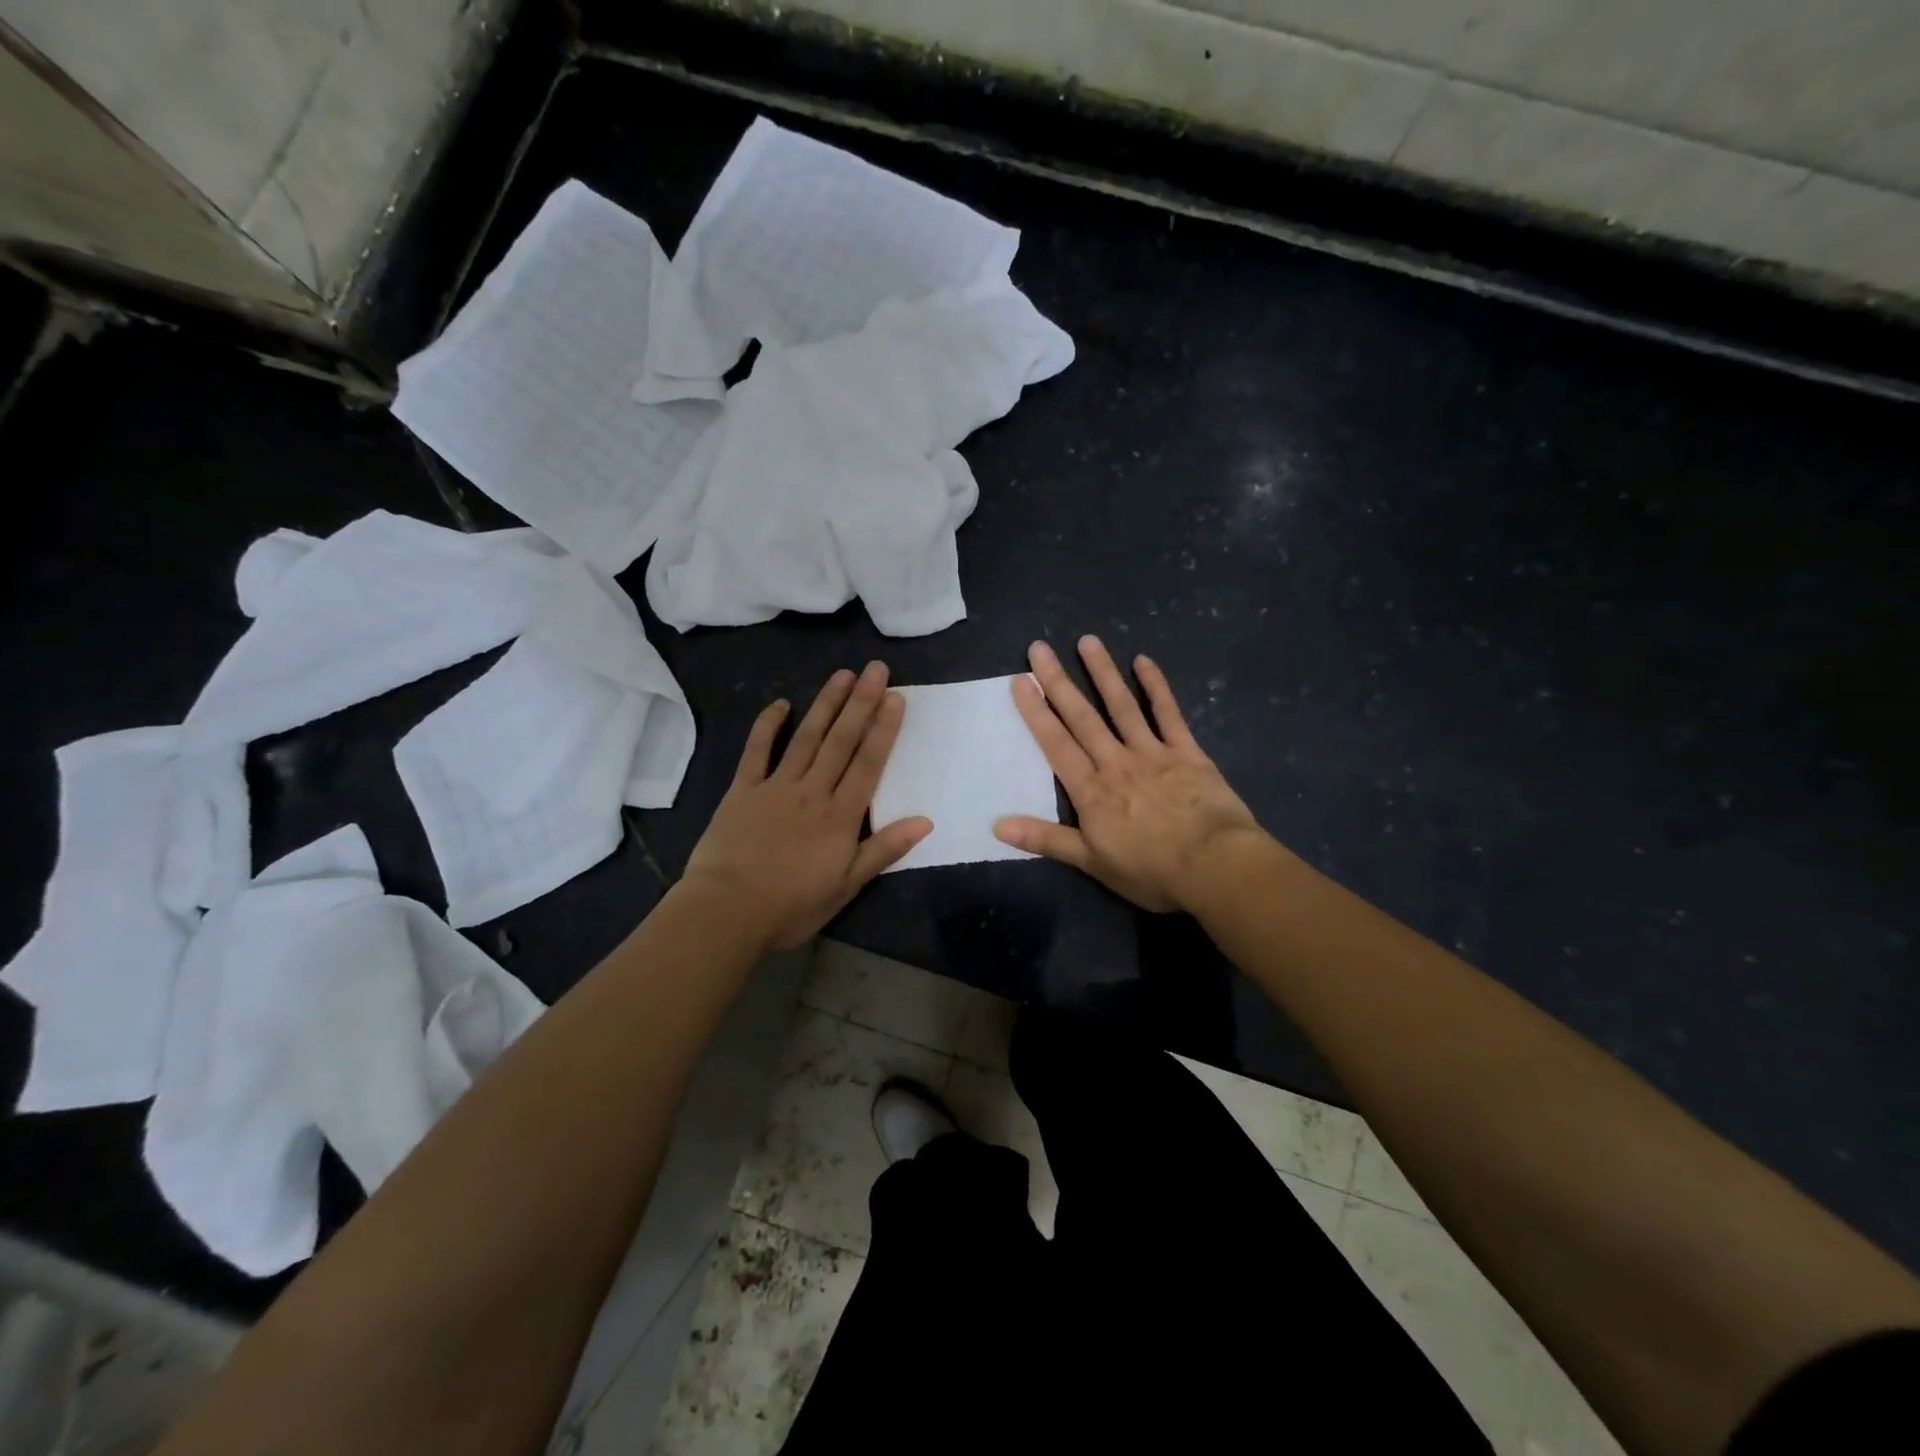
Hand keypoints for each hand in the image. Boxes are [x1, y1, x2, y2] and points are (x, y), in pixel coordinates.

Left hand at [683, 662, 931, 951]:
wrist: (727, 912)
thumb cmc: (791, 906)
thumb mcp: (846, 886)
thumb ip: (883, 850)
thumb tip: (925, 821)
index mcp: (840, 816)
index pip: (868, 763)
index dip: (883, 729)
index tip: (896, 697)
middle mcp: (812, 791)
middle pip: (841, 741)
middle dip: (861, 703)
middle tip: (875, 669)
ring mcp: (775, 786)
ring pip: (806, 738)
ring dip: (825, 704)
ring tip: (842, 675)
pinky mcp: (742, 790)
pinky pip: (757, 751)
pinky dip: (768, 726)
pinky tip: (781, 704)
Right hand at [993, 637, 1262, 912]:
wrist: (1215, 866)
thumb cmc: (1151, 870)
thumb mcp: (1091, 862)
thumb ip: (1045, 839)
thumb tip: (996, 825)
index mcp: (1091, 790)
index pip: (1056, 744)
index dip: (1036, 712)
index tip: (1021, 680)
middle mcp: (1116, 762)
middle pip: (1082, 717)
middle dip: (1058, 682)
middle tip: (1040, 648)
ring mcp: (1152, 753)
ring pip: (1121, 706)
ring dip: (1102, 673)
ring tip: (1087, 641)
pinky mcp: (1186, 752)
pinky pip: (1168, 714)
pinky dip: (1156, 687)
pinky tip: (1144, 661)